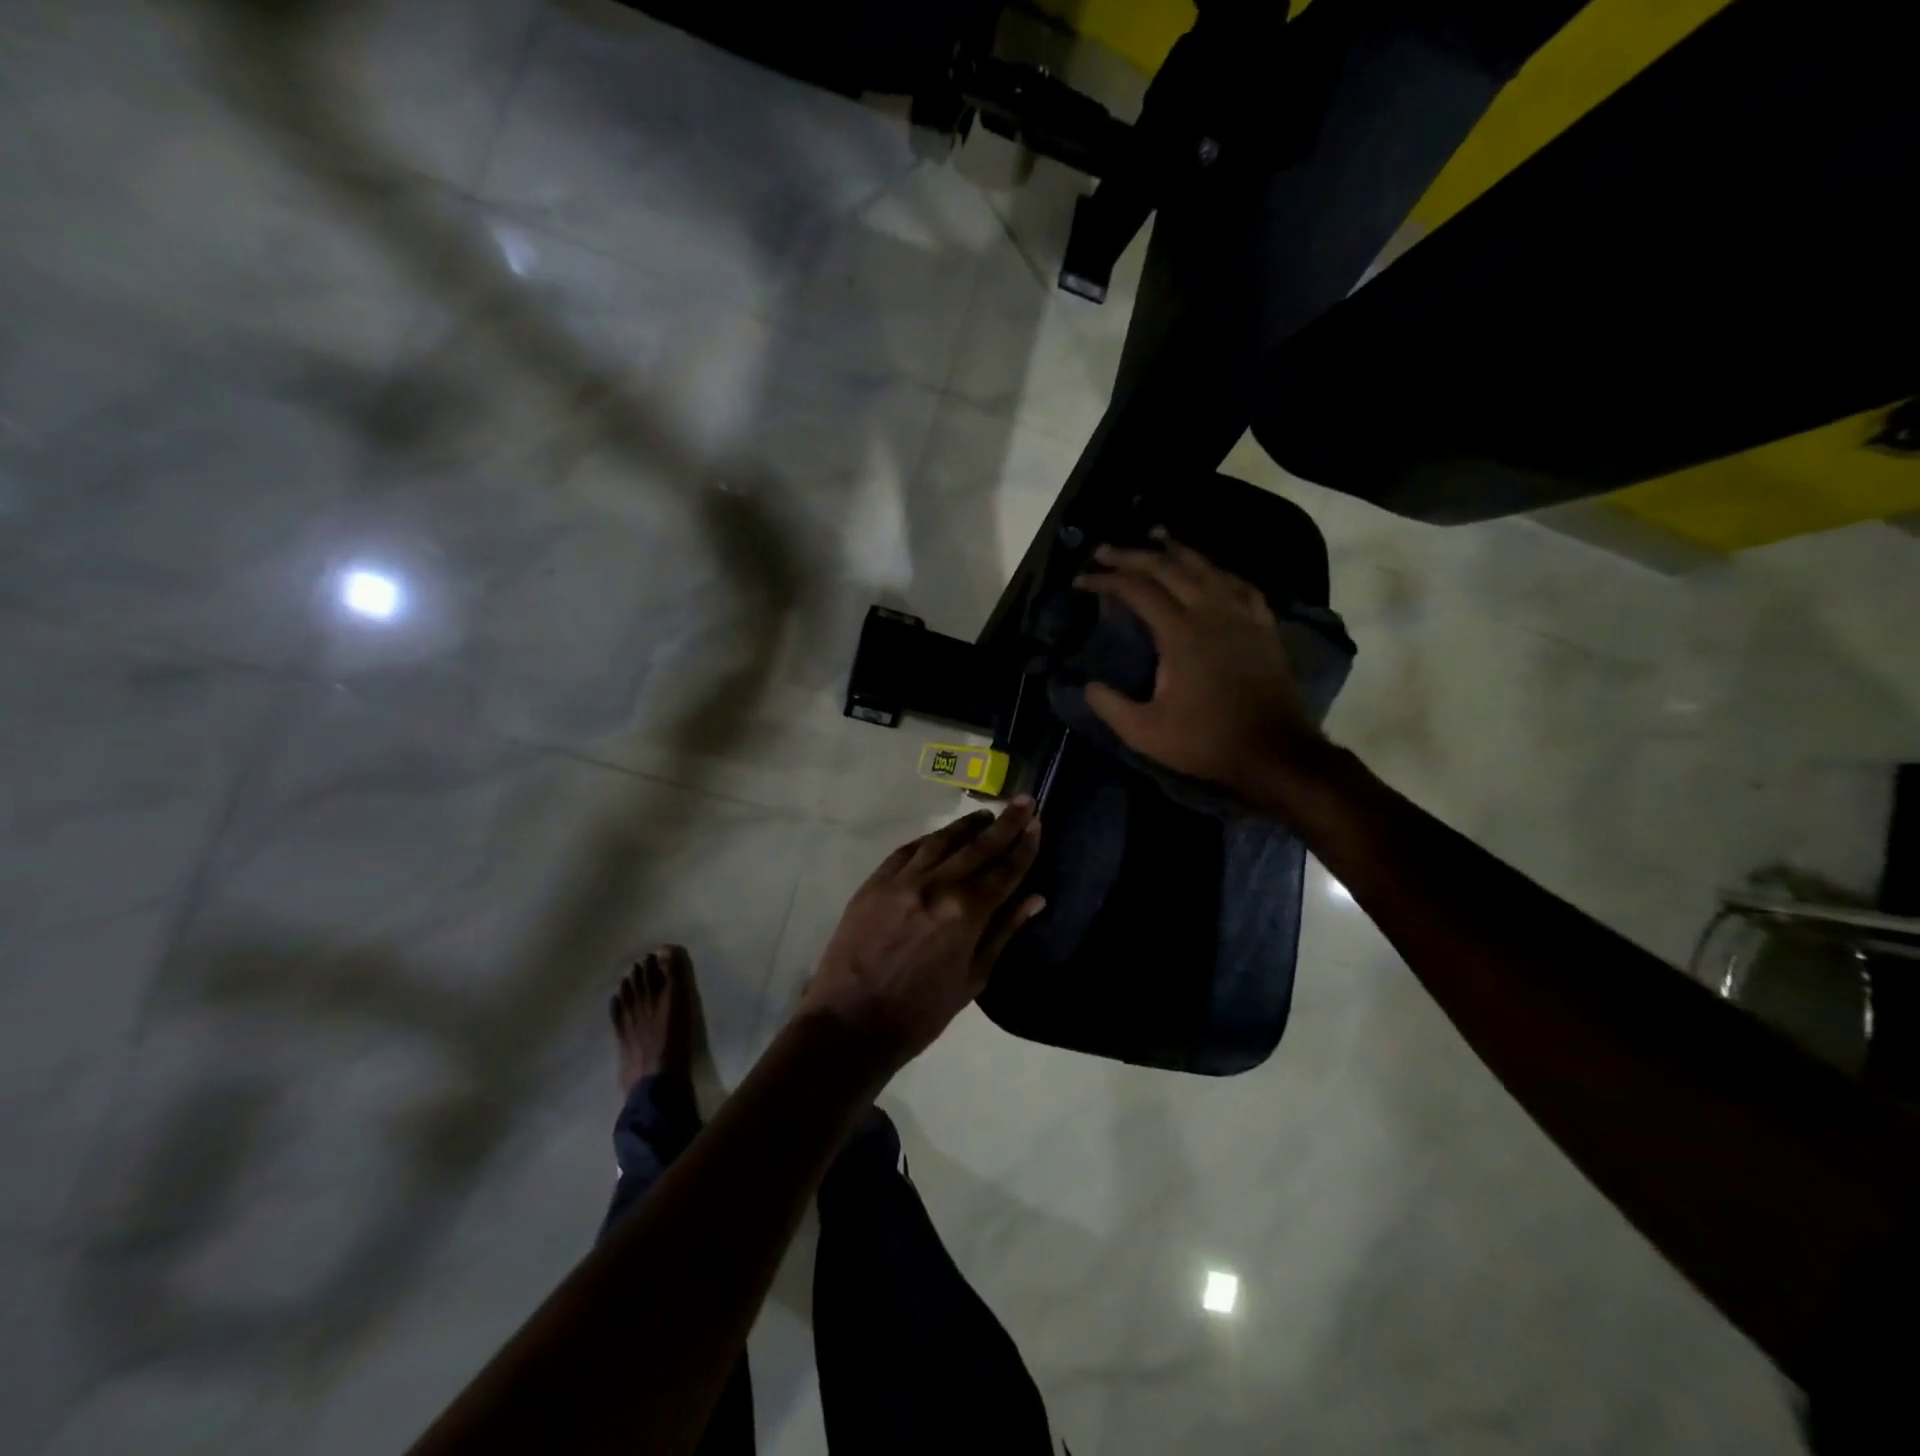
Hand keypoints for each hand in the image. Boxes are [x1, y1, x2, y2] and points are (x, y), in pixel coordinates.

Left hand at [802, 799, 1043, 1077]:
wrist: (851, 1023)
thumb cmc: (921, 1013)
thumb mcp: (972, 978)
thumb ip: (1003, 931)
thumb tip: (1035, 897)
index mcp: (964, 913)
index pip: (1004, 870)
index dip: (1024, 846)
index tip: (1037, 823)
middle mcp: (935, 886)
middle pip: (977, 847)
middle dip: (1004, 824)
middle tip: (1023, 801)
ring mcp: (901, 880)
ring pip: (941, 841)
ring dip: (967, 826)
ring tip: (986, 815)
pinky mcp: (874, 882)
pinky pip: (908, 850)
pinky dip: (930, 840)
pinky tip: (942, 836)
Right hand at [1076, 532, 1322, 799]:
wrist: (1274, 751)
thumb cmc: (1207, 741)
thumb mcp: (1145, 733)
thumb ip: (1111, 706)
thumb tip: (1088, 686)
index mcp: (1180, 634)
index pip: (1137, 591)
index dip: (1106, 580)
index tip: (1082, 580)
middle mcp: (1212, 612)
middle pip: (1168, 567)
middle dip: (1132, 555)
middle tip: (1105, 550)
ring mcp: (1242, 615)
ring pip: (1206, 567)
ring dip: (1176, 550)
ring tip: (1155, 536)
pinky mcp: (1262, 625)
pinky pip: (1238, 584)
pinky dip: (1216, 571)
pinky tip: (1210, 571)